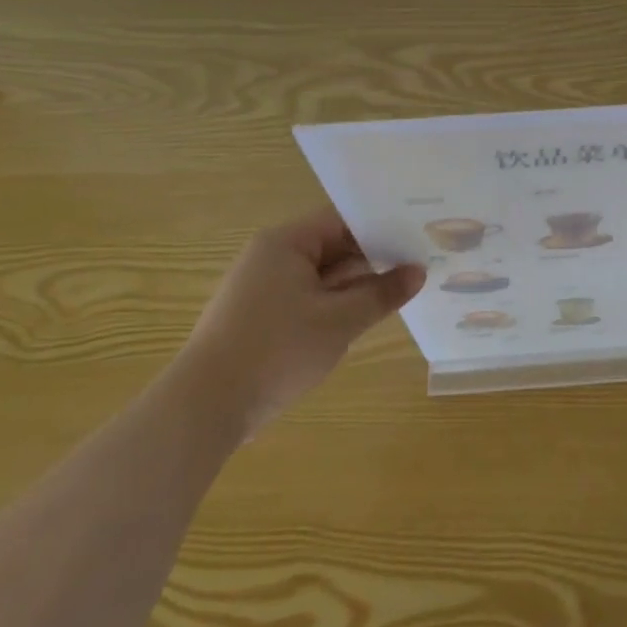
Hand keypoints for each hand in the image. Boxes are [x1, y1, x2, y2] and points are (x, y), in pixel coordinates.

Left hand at [175, 208, 424, 436]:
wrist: (206, 406)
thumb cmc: (277, 351)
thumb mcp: (341, 321)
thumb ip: (382, 293)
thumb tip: (418, 272)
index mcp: (286, 243)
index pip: (343, 220)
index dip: (382, 227)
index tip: (418, 236)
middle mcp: (271, 256)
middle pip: (333, 246)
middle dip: (374, 258)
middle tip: (420, 263)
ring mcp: (263, 288)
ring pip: (322, 275)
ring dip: (356, 284)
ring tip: (401, 290)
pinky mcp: (260, 317)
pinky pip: (307, 298)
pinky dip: (335, 304)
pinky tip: (364, 317)